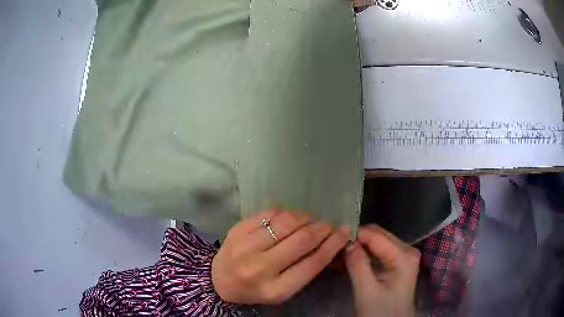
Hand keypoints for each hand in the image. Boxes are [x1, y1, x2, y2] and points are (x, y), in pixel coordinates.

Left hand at [212, 210, 349, 304]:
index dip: (333, 244)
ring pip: (287, 222)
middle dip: (322, 228)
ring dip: (306, 218)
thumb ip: (305, 270)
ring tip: (311, 220)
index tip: (345, 231)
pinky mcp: (237, 230)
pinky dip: (286, 213)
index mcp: (276, 289)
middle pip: (302, 240)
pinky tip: (290, 218)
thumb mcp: (283, 290)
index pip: (312, 263)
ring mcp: (246, 246)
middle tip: (329, 224)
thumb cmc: (256, 288)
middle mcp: (260, 268)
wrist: (219, 280)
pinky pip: (270, 213)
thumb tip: (330, 242)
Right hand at [345, 225, 419, 316]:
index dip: (355, 234)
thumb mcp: (367, 291)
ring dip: (360, 246)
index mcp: (404, 256)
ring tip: (340, 251)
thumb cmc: (381, 311)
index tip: (335, 237)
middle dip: (358, 238)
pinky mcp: (399, 263)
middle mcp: (407, 250)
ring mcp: (404, 256)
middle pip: (379, 235)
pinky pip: (380, 251)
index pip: (377, 236)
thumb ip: (358, 265)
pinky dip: (365, 253)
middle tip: (336, 244)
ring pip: (378, 242)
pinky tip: (351, 257)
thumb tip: (347, 242)